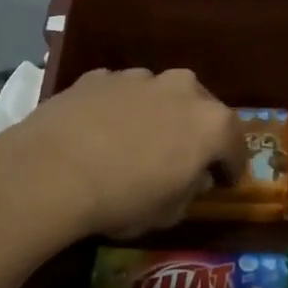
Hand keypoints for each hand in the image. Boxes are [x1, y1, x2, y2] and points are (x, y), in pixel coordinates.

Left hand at [0, 68, 245, 240]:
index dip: (232, 167)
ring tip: (139, 142)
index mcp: (211, 123)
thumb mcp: (169, 212)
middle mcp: (182, 88)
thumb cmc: (122, 199)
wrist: (51, 171)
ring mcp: (138, 77)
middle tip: (185, 157)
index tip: (225, 182)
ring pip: (160, 95)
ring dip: (158, 115)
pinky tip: (102, 132)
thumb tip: (191, 177)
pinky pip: (121, 94)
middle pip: (202, 109)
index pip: (235, 145)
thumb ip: (190, 190)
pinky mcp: (99, 76)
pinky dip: (120, 109)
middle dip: (198, 132)